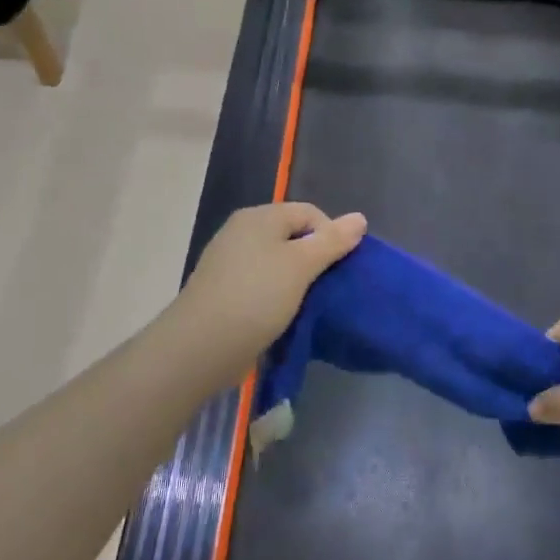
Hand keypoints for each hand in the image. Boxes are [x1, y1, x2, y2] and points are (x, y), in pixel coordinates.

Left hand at [174, 203, 366, 363]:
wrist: (200, 347)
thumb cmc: (256, 297)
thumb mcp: (301, 266)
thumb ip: (332, 241)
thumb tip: (359, 218)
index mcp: (259, 217)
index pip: (310, 213)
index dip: (331, 236)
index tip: (339, 268)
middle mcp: (241, 231)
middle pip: (292, 235)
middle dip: (314, 258)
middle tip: (327, 287)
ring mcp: (228, 261)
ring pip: (276, 261)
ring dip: (296, 280)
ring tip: (308, 304)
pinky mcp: (223, 289)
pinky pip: (260, 283)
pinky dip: (276, 295)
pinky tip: (283, 315)